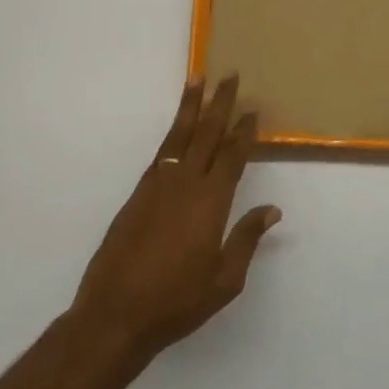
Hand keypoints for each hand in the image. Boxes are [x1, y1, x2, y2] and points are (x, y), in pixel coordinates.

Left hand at [71, 76, 281, 361]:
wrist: (116, 314)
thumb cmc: (177, 301)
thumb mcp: (224, 280)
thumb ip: (246, 239)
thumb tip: (272, 209)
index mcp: (211, 202)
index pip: (232, 156)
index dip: (244, 131)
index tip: (253, 109)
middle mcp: (185, 183)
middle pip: (207, 134)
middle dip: (221, 103)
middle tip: (231, 75)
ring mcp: (158, 185)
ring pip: (179, 135)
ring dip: (191, 105)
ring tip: (198, 78)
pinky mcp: (138, 193)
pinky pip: (161, 151)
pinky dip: (172, 132)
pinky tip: (177, 127)